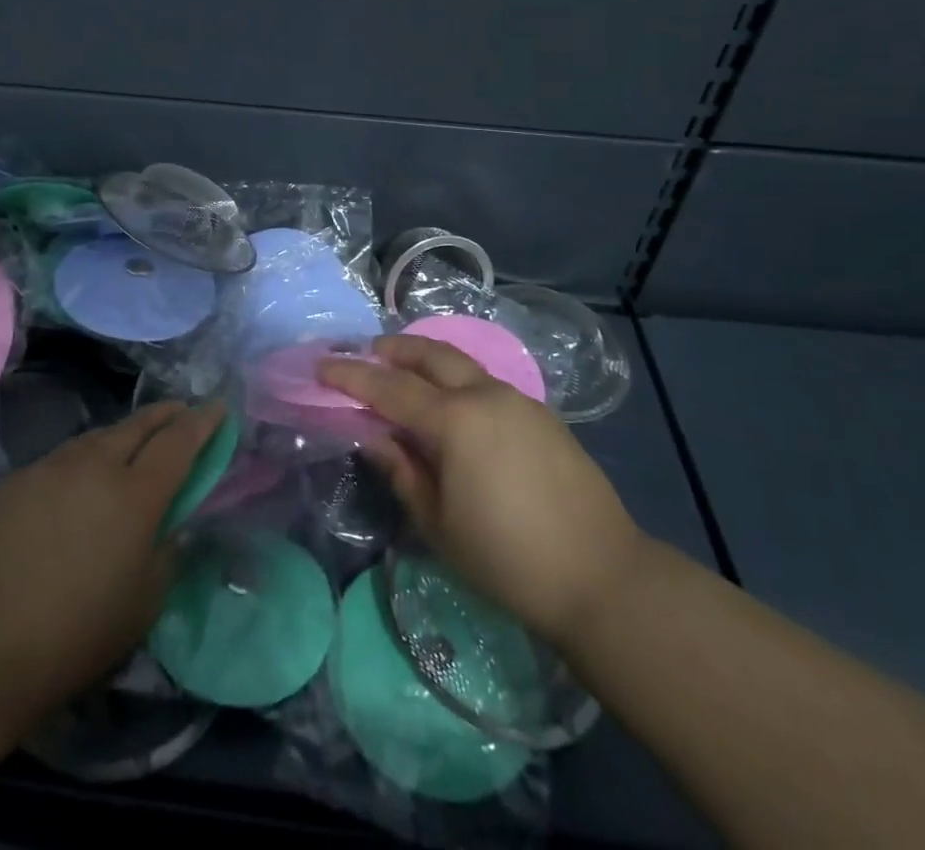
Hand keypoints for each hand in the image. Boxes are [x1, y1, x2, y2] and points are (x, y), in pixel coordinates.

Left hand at [0, 400, 225, 728]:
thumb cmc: (75, 635)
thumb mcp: (143, 605)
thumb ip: (167, 554)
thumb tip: (172, 526)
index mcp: (136, 494)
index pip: (180, 441)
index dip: (203, 421)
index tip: (218, 407)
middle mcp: (95, 465)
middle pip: (139, 425)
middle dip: (166, 414)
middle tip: (181, 412)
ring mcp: (49, 468)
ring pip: (96, 437)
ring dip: (121, 436)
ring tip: (130, 446)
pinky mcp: (13, 480)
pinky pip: (59, 461)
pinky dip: (80, 464)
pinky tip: (73, 489)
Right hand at [320, 335, 643, 646]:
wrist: (602, 576)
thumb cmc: (508, 559)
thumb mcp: (438, 524)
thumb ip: (402, 471)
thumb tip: (374, 436)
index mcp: (455, 420)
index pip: (389, 387)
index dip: (351, 375)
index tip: (322, 366)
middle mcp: (486, 395)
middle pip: (431, 354)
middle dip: (394, 348)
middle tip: (367, 352)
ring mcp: (519, 400)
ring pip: (462, 364)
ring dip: (428, 360)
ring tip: (406, 374)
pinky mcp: (542, 414)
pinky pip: (487, 383)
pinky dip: (458, 380)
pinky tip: (453, 406)